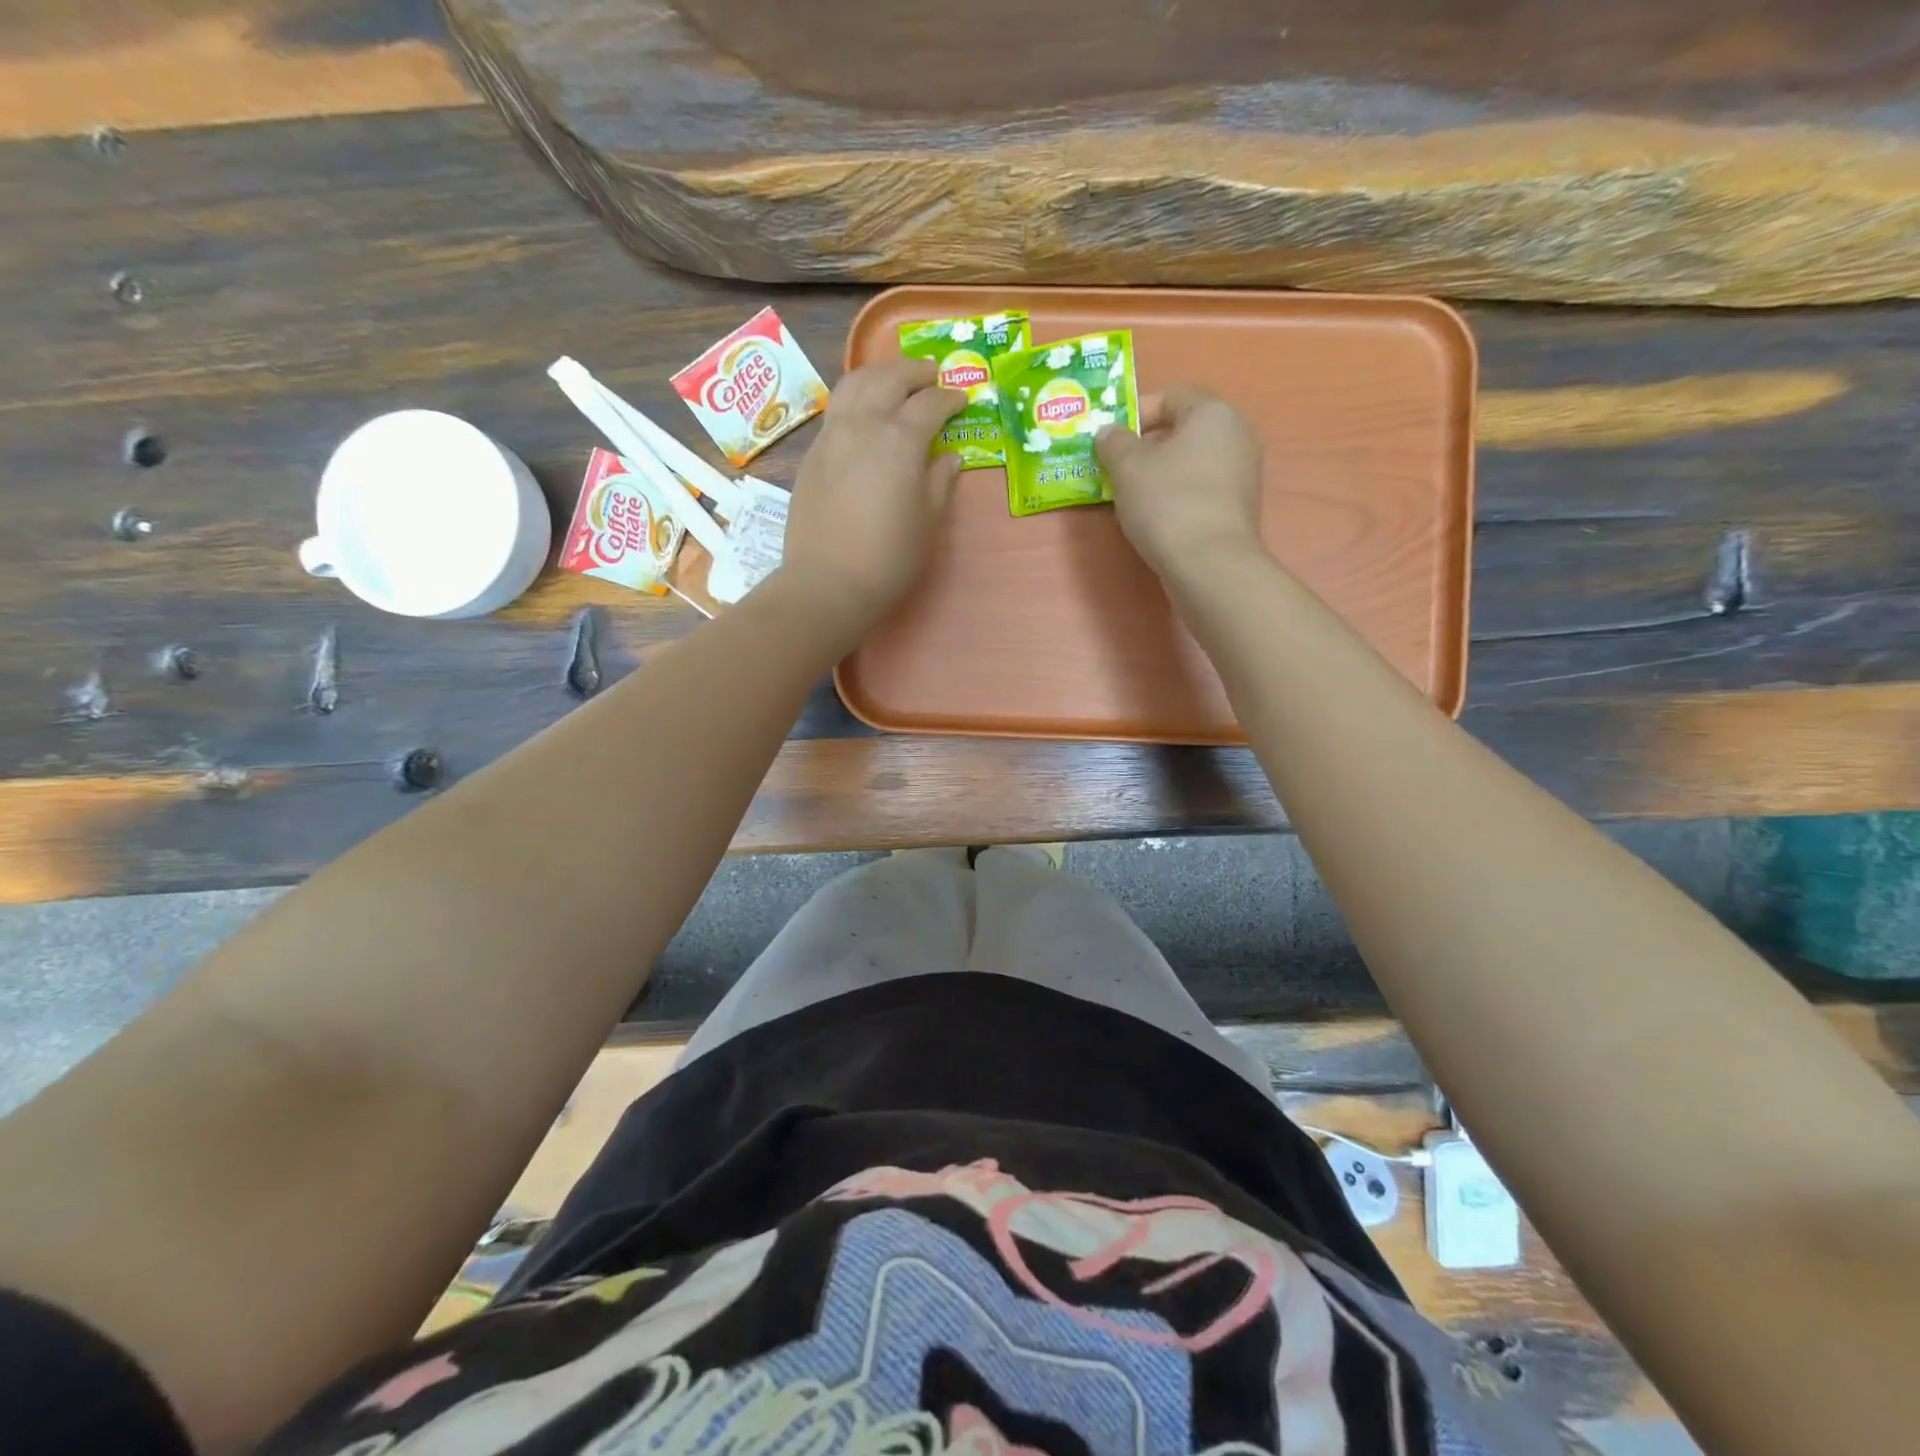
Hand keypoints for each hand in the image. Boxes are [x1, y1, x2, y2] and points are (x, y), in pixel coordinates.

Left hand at [781, 356, 965, 630]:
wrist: (827, 581)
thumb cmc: (889, 557)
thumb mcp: (928, 521)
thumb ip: (940, 482)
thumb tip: (949, 457)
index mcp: (900, 439)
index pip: (930, 403)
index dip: (950, 398)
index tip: (963, 399)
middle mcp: (864, 423)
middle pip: (889, 378)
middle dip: (915, 372)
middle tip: (932, 376)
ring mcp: (832, 434)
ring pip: (854, 383)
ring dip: (879, 374)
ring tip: (894, 381)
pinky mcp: (813, 452)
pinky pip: (836, 409)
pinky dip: (856, 398)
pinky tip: (865, 414)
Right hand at [1096, 386, 1265, 583]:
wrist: (1210, 566)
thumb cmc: (1168, 503)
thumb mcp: (1127, 467)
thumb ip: (1114, 443)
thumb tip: (1109, 433)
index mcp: (1214, 413)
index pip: (1171, 396)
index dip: (1136, 412)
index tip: (1111, 440)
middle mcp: (1236, 435)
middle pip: (1182, 430)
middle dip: (1145, 448)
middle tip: (1115, 471)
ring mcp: (1242, 474)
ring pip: (1190, 463)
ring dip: (1158, 476)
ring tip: (1129, 500)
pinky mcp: (1238, 508)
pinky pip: (1199, 490)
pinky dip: (1176, 498)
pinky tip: (1154, 521)